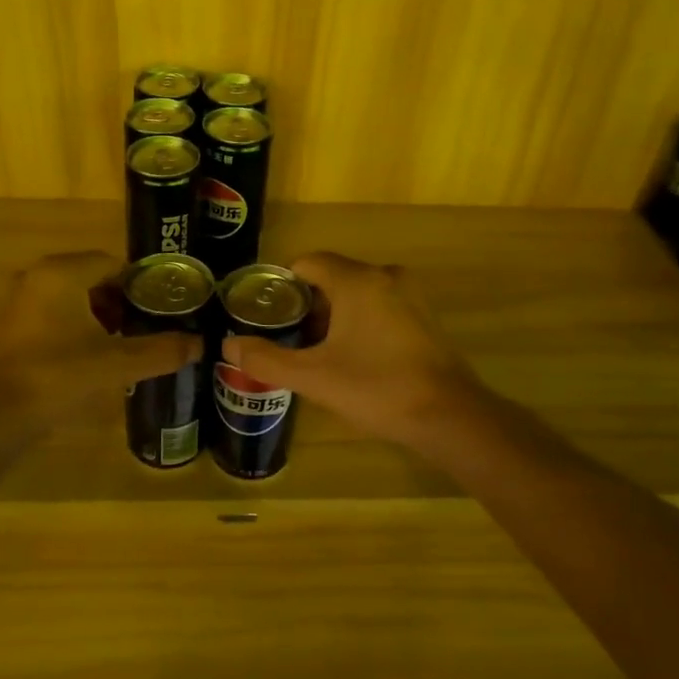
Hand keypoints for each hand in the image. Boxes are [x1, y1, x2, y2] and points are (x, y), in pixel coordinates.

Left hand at [0, 251, 202, 429]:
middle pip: (95, 279)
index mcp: (62, 272)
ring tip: (129, 344)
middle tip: (152, 327)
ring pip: (76, 299)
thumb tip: (200, 344)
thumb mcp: (116, 363)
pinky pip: (57, 315)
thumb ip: (161, 350)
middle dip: (124, 302)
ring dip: (103, 317)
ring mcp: (22, 302)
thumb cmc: (57, 376)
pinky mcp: (14, 327)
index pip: (114, 263)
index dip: (143, 285)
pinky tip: (97, 357)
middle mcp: (39, 277)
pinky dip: (80, 328)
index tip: (165, 308)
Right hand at [221, 252, 485, 448]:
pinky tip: (354, 358)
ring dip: (334, 316)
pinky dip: (361, 322)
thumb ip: (266, 360)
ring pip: (357, 293)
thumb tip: (229, 346)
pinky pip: (380, 306)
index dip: (283, 285)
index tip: (268, 314)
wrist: (449, 416)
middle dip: (308, 305)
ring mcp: (410, 295)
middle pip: (332, 277)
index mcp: (357, 280)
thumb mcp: (314, 378)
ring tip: (317, 353)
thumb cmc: (377, 388)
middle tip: (289, 339)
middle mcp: (385, 276)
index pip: (308, 262)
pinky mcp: (424, 316)